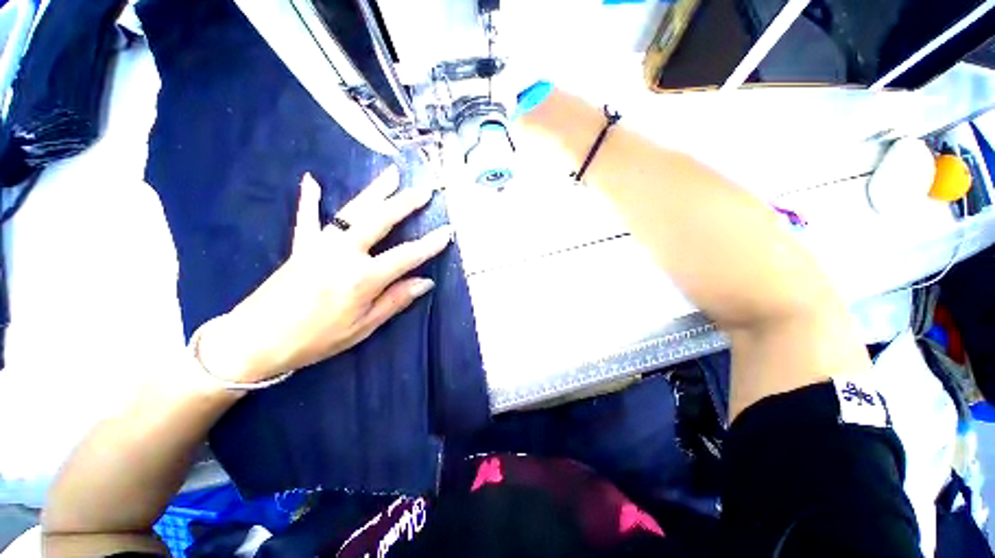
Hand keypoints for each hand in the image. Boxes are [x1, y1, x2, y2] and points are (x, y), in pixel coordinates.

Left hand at [196, 166, 451, 382]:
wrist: (255, 340)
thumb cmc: (316, 339)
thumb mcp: (363, 327)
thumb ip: (396, 300)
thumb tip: (425, 282)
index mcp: (362, 278)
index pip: (407, 256)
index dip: (430, 244)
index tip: (448, 231)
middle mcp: (343, 254)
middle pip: (380, 221)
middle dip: (405, 204)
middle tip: (424, 191)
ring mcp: (320, 245)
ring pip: (353, 212)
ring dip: (374, 191)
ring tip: (391, 174)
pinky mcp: (300, 246)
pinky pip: (307, 218)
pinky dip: (309, 199)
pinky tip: (311, 180)